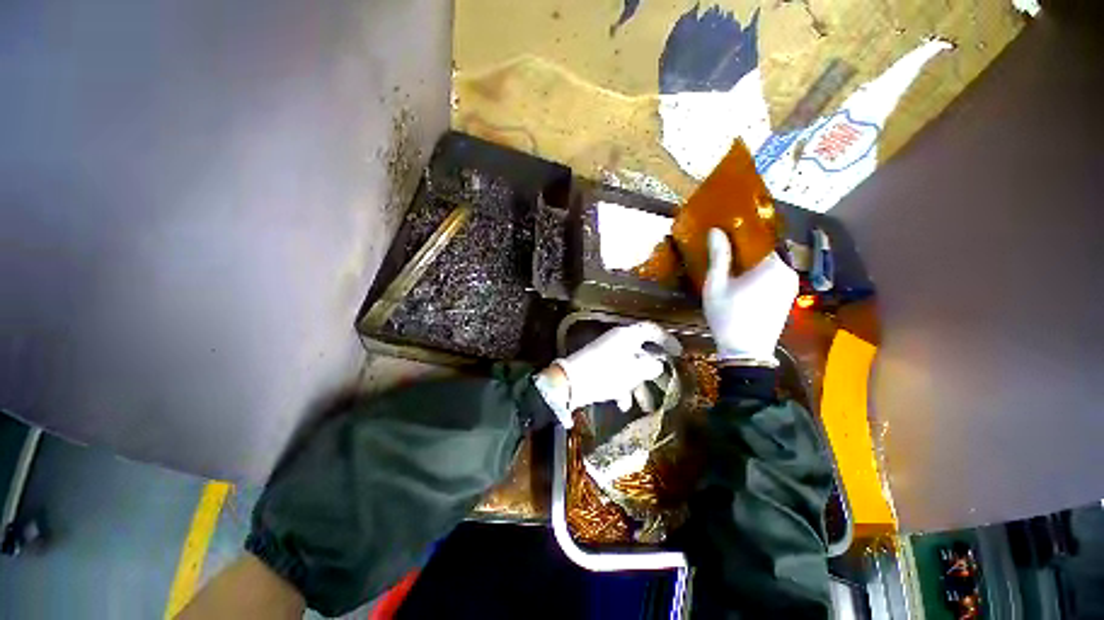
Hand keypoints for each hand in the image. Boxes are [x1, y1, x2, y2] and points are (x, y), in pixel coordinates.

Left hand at [535, 322, 681, 427]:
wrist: (571, 382)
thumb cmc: (607, 373)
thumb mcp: (634, 370)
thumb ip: (650, 366)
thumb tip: (658, 365)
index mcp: (627, 336)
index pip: (651, 330)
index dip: (666, 339)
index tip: (679, 353)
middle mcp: (618, 342)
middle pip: (642, 352)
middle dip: (654, 370)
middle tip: (667, 382)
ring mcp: (607, 355)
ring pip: (630, 368)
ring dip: (639, 386)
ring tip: (648, 406)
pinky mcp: (599, 368)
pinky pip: (616, 376)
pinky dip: (622, 389)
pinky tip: (624, 405)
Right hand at [704, 228, 797, 364]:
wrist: (746, 351)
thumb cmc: (728, 315)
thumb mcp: (716, 285)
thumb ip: (719, 256)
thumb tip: (715, 230)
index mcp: (773, 266)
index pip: (761, 238)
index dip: (743, 232)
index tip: (726, 230)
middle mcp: (788, 272)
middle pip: (766, 250)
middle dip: (746, 247)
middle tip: (723, 247)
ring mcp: (790, 285)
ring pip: (770, 264)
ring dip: (752, 261)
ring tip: (730, 262)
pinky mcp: (787, 296)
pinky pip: (773, 275)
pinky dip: (759, 273)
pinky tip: (741, 279)